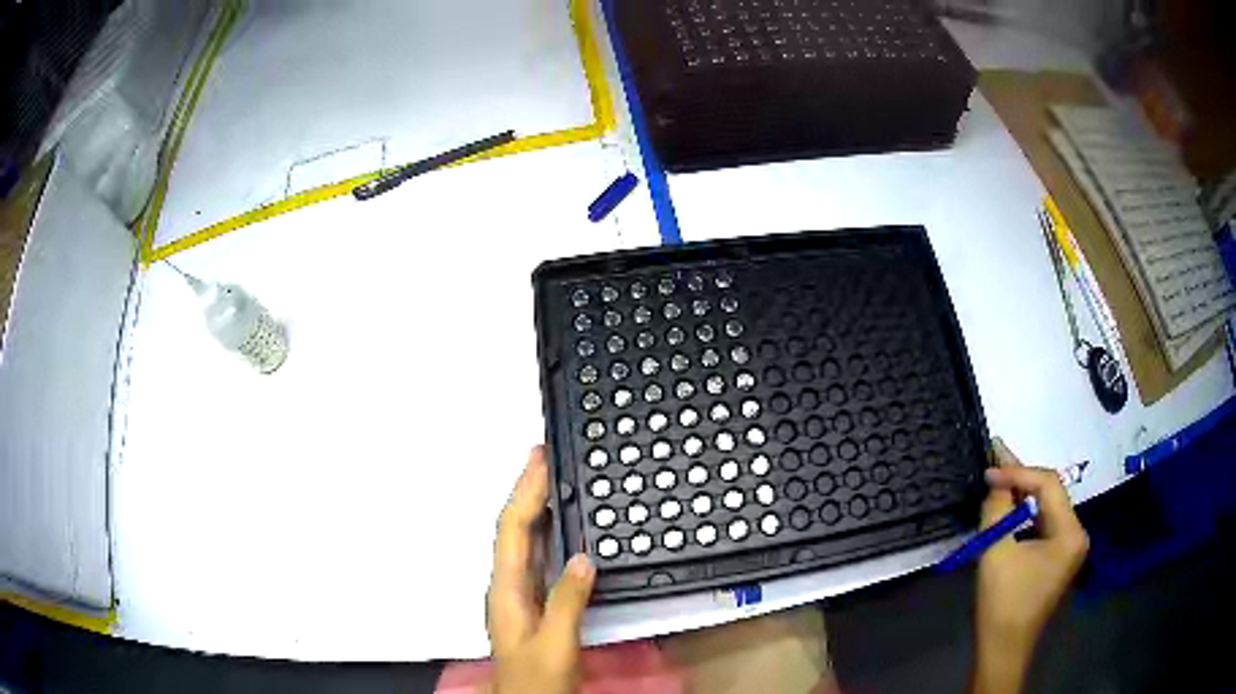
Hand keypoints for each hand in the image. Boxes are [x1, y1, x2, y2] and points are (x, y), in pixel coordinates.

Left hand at [486, 446, 594, 693]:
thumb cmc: (536, 680)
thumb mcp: (555, 644)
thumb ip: (567, 602)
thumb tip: (582, 559)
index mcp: (507, 591)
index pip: (512, 529)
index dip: (525, 492)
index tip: (539, 460)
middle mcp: (507, 586)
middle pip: (513, 528)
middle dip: (527, 490)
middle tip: (544, 458)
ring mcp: (517, 594)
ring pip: (523, 540)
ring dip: (535, 507)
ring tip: (551, 480)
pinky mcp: (531, 603)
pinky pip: (536, 556)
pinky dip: (546, 533)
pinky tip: (559, 528)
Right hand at [971, 440, 1088, 693]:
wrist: (1003, 649)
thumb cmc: (1003, 603)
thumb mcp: (996, 553)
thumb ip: (997, 510)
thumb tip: (994, 481)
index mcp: (1070, 532)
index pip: (1048, 485)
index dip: (1017, 471)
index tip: (988, 469)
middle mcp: (1076, 533)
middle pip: (1051, 492)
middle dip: (1021, 477)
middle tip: (993, 461)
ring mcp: (1068, 547)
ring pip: (1046, 507)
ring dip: (1022, 494)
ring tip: (998, 479)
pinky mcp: (1057, 558)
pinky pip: (1043, 523)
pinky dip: (1024, 514)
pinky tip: (1008, 508)